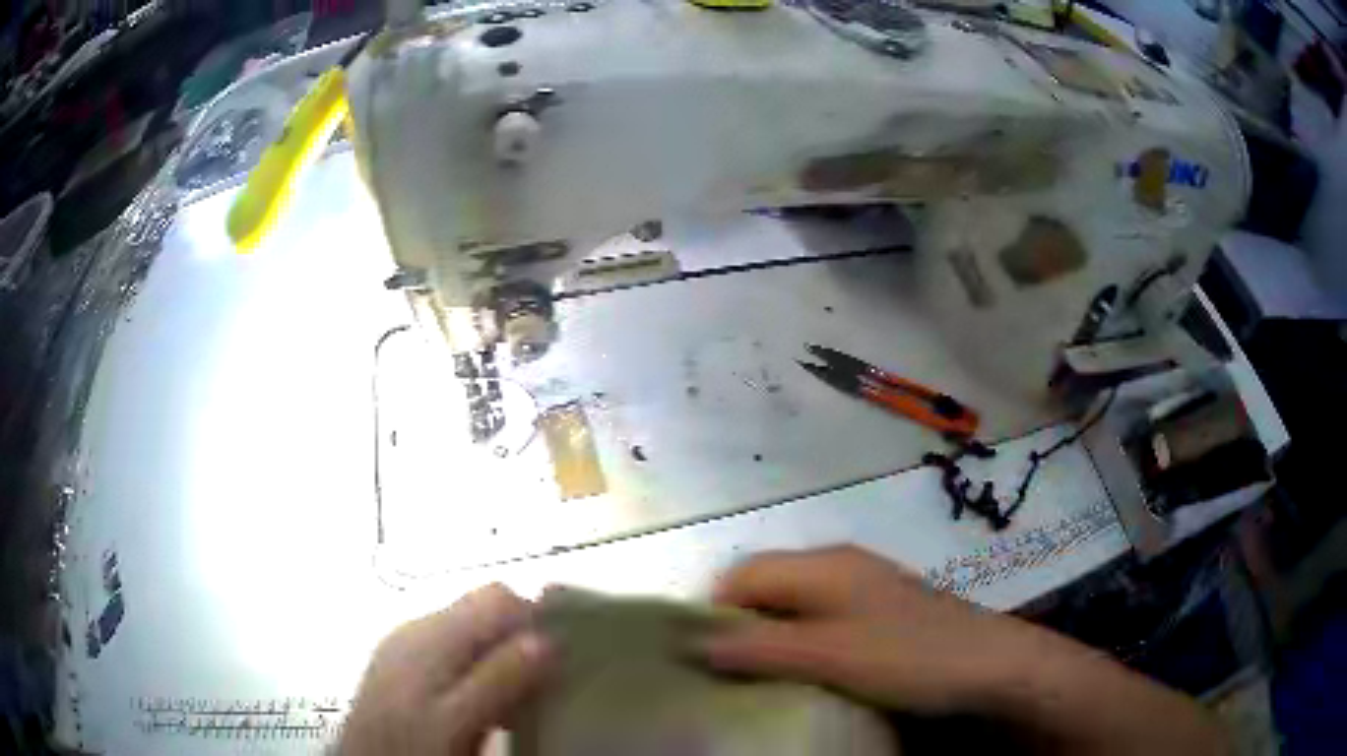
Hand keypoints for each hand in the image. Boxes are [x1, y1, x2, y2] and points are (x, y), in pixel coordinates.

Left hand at [339, 584, 551, 755]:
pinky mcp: (399, 664)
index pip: (497, 596)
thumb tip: (547, 639)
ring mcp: (404, 644)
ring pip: (467, 631)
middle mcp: (417, 627)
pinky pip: (447, 650)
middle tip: (538, 685)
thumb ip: (500, 677)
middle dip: (516, 639)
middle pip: (482, 610)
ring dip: (497, 657)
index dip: (533, 619)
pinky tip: (476, 704)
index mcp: (433, 633)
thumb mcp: (460, 719)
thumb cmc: (412, 743)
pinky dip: (473, 668)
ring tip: (513, 701)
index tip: (557, 660)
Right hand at [700, 546, 1227, 754]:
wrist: (992, 664)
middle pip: (765, 589)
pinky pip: (821, 624)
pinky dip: (802, 647)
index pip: (741, 575)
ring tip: (760, 683)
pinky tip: (807, 678)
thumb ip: (762, 647)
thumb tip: (695, 643)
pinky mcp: (882, 615)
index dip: (713, 613)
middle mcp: (839, 567)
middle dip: (739, 629)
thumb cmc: (909, 656)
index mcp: (823, 565)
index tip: (702, 661)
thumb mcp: (830, 656)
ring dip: (770, 642)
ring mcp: (864, 590)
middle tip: (726, 677)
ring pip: (793, 609)